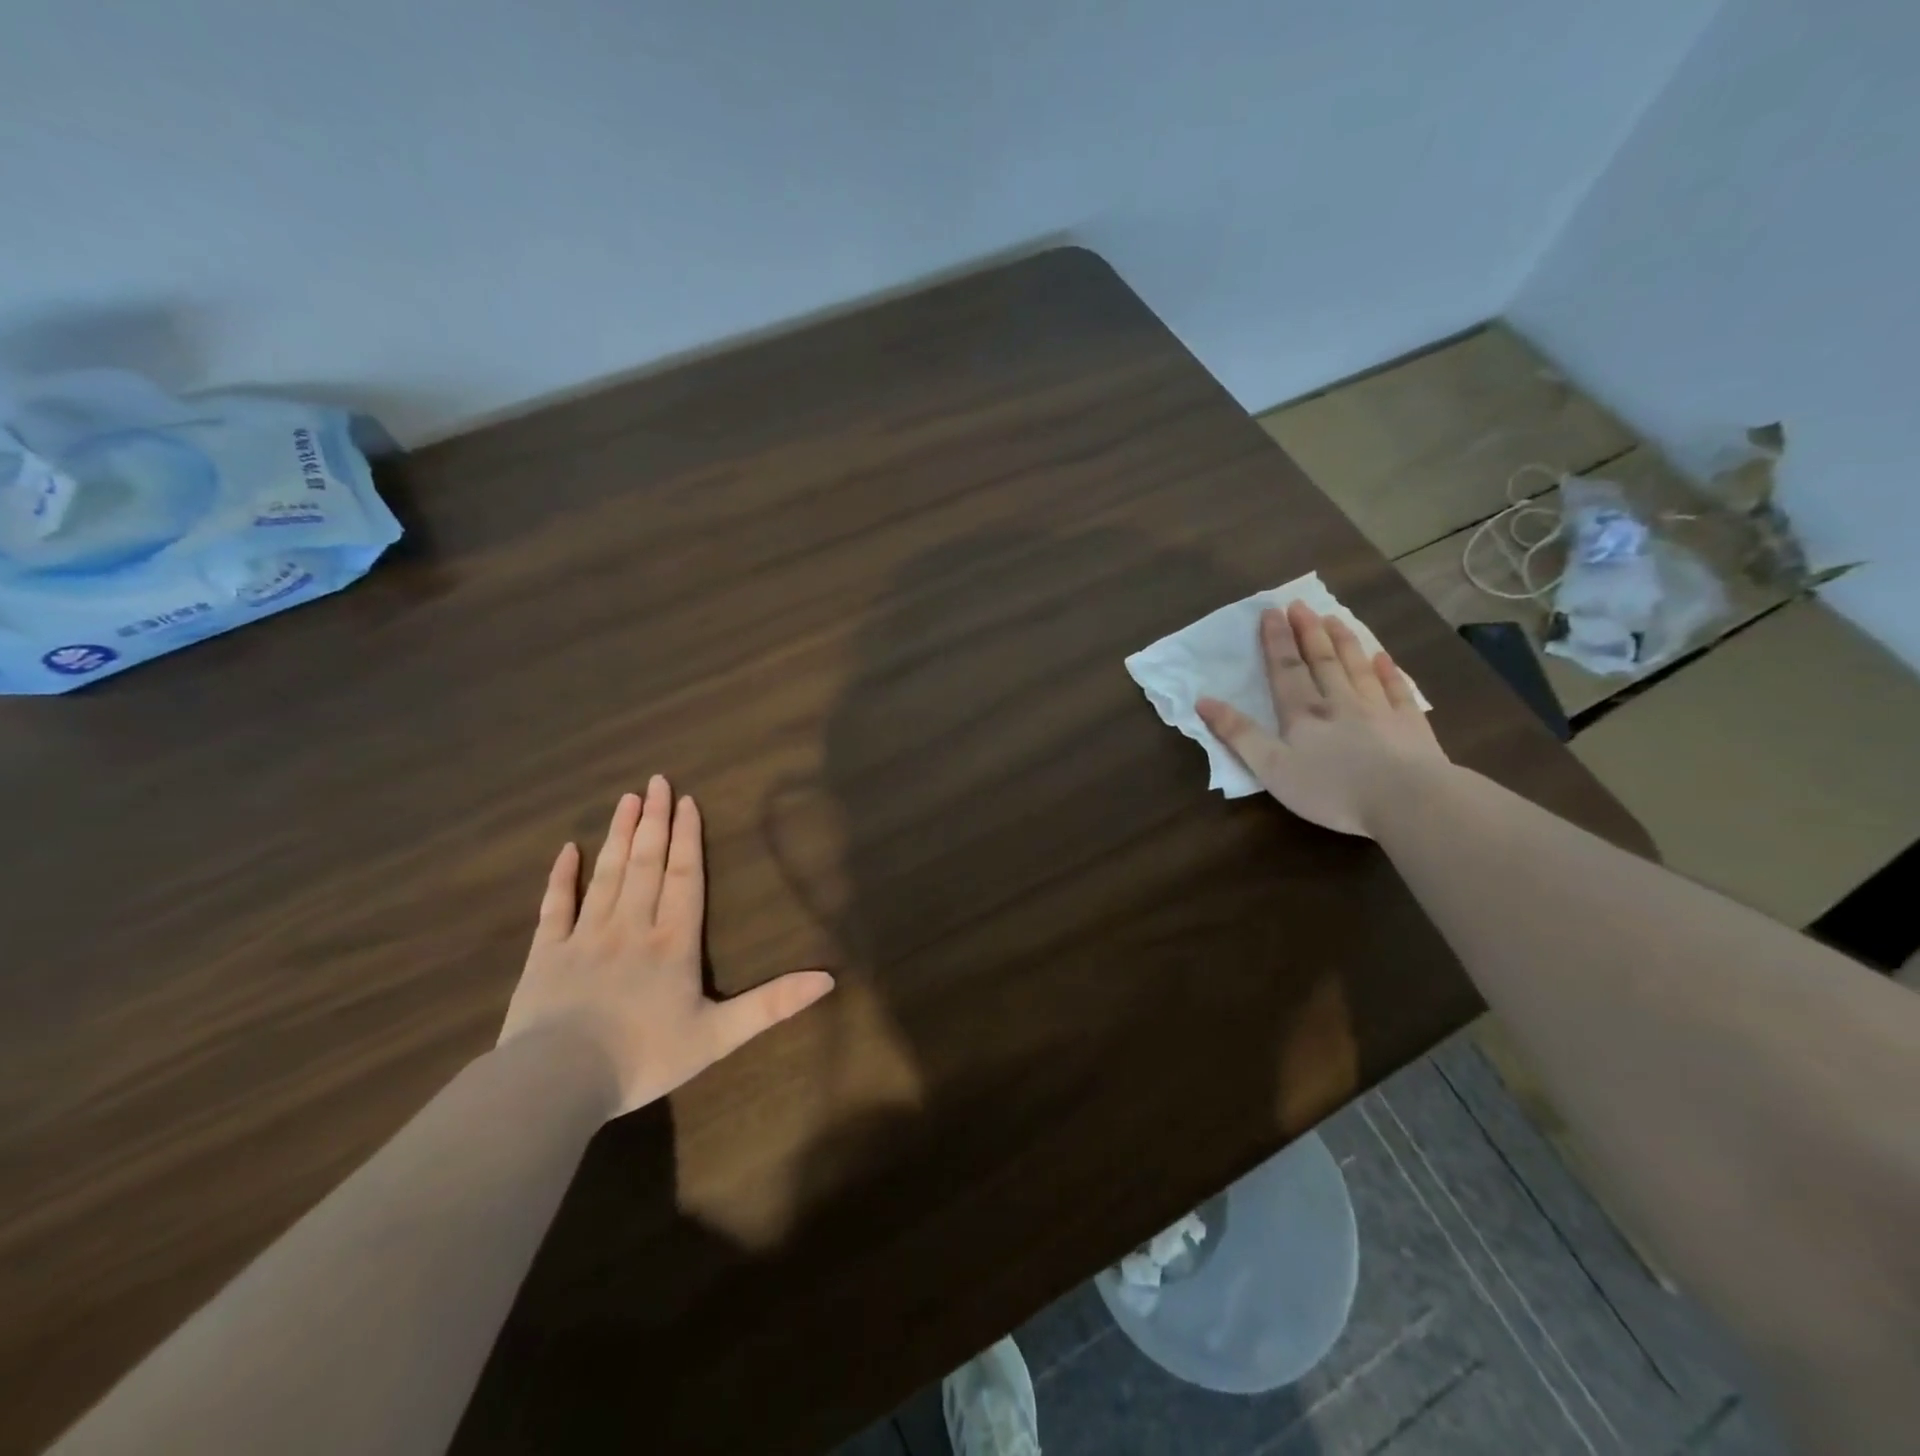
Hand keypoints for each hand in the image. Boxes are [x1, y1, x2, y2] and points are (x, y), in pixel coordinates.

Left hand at [498, 776, 835, 1117]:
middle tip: (656, 781)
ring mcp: (585, 936)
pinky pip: (554, 906)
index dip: (687, 838)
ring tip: (626, 799)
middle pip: (646, 864)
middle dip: (654, 821)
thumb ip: (772, 1004)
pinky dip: (561, 876)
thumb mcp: (719, 1036)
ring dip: (618, 835)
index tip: (686, 801)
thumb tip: (829, 979)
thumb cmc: (644, 1057)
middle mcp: (631, 926)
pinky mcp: (546, 953)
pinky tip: (567, 849)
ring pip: (606, 874)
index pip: (684, 877)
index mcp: (672, 941)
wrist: (557, 1082)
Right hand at [1197, 602, 1448, 836]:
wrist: (1406, 800)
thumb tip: (1203, 700)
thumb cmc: (1331, 789)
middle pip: (1322, 661)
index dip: (1276, 641)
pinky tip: (1383, 659)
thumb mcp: (1271, 768)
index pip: (1286, 670)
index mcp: (1303, 714)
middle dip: (1308, 632)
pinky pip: (1398, 691)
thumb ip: (1238, 734)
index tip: (1271, 611)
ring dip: (1344, 642)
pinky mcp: (1410, 727)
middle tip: (1300, 605)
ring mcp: (1379, 711)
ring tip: (1334, 618)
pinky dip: (1389, 673)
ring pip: (1357, 669)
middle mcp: (1339, 703)